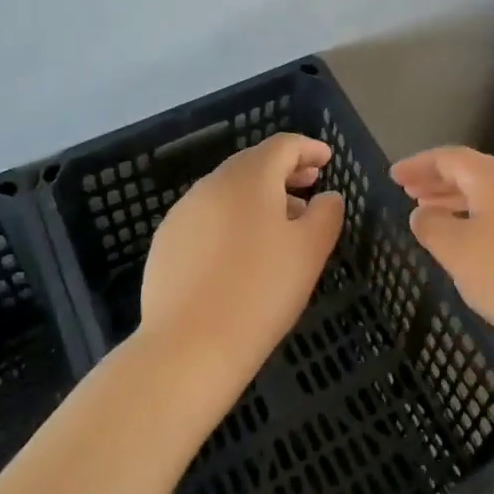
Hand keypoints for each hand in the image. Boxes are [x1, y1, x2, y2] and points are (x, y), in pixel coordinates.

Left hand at [136, 133, 343, 386]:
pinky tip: (241, 253)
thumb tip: (327, 196)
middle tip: (309, 185)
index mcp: (249, 178)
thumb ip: (326, 214)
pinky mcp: (165, 244)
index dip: (308, 148)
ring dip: (258, 197)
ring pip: (228, 192)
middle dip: (284, 171)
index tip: (327, 159)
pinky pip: (207, 218)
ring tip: (280, 225)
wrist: (189, 348)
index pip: (283, 145)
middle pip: (253, 164)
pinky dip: (231, 220)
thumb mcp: (311, 250)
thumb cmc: (261, 291)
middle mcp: (212, 185)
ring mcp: (183, 214)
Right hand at [390, 146, 493, 354]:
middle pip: (470, 171)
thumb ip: (431, 225)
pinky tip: (464, 238)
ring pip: (486, 192)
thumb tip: (421, 213)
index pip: (449, 158)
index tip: (393, 176)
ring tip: (428, 213)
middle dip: (436, 180)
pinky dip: (475, 215)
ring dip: (455, 200)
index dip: (418, 165)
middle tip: (407, 191)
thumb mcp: (457, 250)